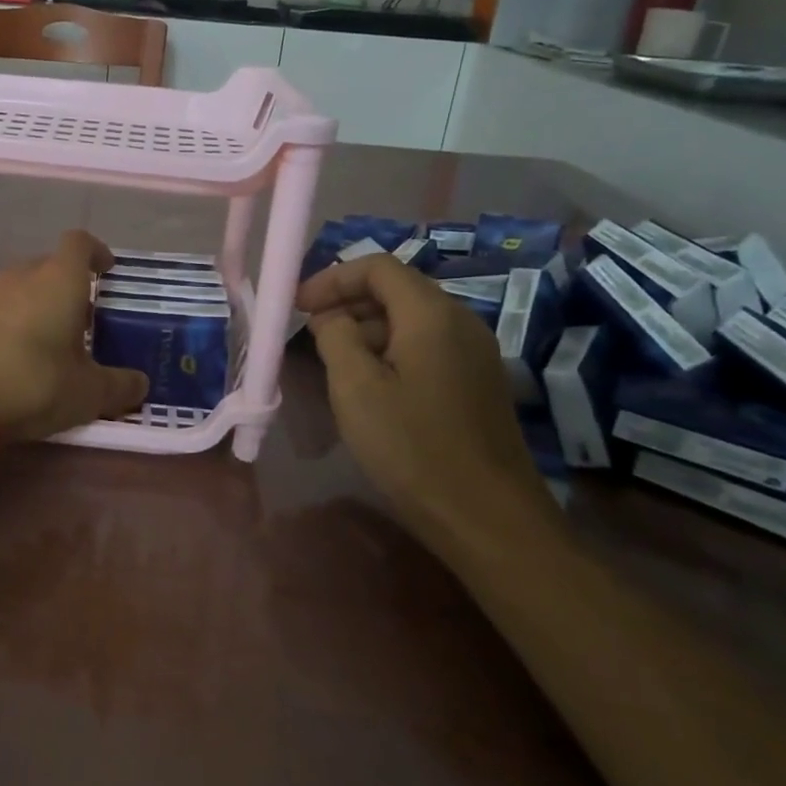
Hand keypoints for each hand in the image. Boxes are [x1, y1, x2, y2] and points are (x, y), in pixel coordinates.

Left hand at [0, 230, 149, 441]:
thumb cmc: (37, 382)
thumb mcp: (90, 393)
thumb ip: (120, 385)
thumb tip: (141, 384)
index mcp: (59, 280)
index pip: (79, 243)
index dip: (97, 251)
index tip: (108, 270)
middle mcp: (24, 279)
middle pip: (50, 264)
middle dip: (71, 283)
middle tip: (89, 314)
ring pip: (26, 287)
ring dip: (44, 304)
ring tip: (61, 339)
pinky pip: (6, 311)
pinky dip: (21, 323)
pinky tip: (30, 357)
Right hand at [295, 254, 536, 524]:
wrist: (488, 518)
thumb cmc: (413, 447)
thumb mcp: (356, 388)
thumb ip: (335, 336)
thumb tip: (331, 317)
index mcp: (431, 314)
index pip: (378, 267)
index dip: (332, 278)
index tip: (297, 306)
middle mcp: (460, 321)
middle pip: (397, 289)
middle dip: (347, 302)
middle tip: (310, 332)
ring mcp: (475, 353)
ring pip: (411, 320)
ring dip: (366, 329)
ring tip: (333, 362)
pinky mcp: (478, 382)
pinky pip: (426, 347)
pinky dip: (390, 351)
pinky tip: (370, 386)